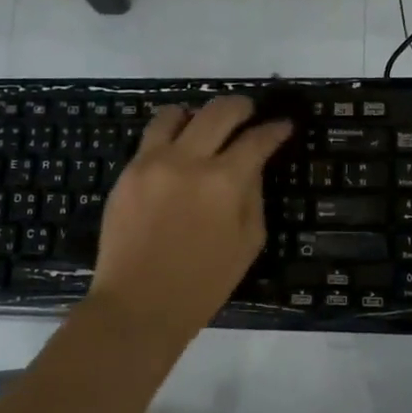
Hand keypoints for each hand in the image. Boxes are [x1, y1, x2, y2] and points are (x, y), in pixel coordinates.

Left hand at [87, 96, 292, 340]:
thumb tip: (252, 164)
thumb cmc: (203, 283)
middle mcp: (189, 161)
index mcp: (225, 183)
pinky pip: (151, 137)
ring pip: (176, 114)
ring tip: (204, 126)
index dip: (275, 129)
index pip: (257, 140)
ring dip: (197, 114)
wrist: (138, 305)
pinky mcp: (127, 171)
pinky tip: (177, 148)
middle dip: (241, 107)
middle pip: (219, 111)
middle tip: (249, 111)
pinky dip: (170, 134)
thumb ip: (253, 195)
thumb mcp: (248, 242)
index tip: (283, 125)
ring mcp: (153, 162)